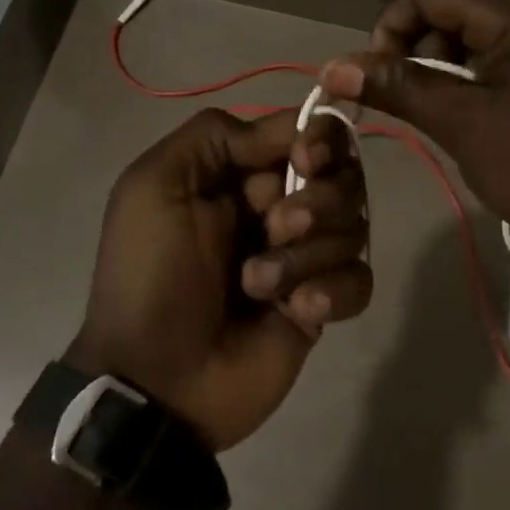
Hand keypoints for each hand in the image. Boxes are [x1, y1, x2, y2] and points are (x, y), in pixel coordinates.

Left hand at [70, 107, 370, 450]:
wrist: (156, 379)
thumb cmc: (150, 274)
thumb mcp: (154, 186)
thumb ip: (215, 135)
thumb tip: (290, 130)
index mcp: (240, 176)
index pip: (308, 135)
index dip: (319, 140)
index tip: (305, 160)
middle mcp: (279, 210)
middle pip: (342, 177)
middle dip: (316, 199)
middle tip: (275, 228)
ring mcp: (304, 259)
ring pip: (353, 227)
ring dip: (307, 253)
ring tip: (258, 284)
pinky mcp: (321, 306)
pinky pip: (359, 280)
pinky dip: (332, 291)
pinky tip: (296, 311)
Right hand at [320, 0, 509, 266]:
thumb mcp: (462, 124)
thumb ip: (398, 87)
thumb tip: (333, 67)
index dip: (390, 25)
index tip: (375, 75)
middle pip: (452, 7)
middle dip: (415, 47)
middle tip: (402, 99)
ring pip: (474, 33)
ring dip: (440, 65)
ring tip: (434, 112)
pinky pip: (500, 54)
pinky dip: (471, 76)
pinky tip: (467, 114)